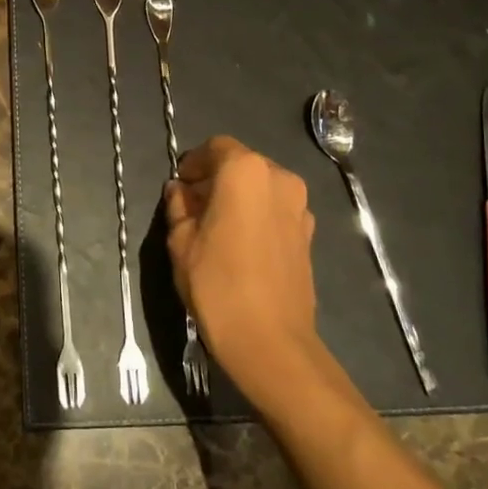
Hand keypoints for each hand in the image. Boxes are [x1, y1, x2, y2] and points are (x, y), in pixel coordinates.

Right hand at [165, 136, 330, 411]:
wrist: (270, 341)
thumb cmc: (217, 284)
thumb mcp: (181, 242)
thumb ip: (179, 207)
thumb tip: (180, 192)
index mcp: (244, 171)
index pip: (216, 147)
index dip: (194, 162)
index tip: (180, 186)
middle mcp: (279, 178)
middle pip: (242, 164)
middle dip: (216, 178)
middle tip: (194, 207)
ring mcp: (300, 207)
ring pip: (261, 187)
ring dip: (239, 197)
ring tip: (217, 228)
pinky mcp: (308, 234)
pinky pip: (276, 210)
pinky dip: (257, 215)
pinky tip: (240, 245)